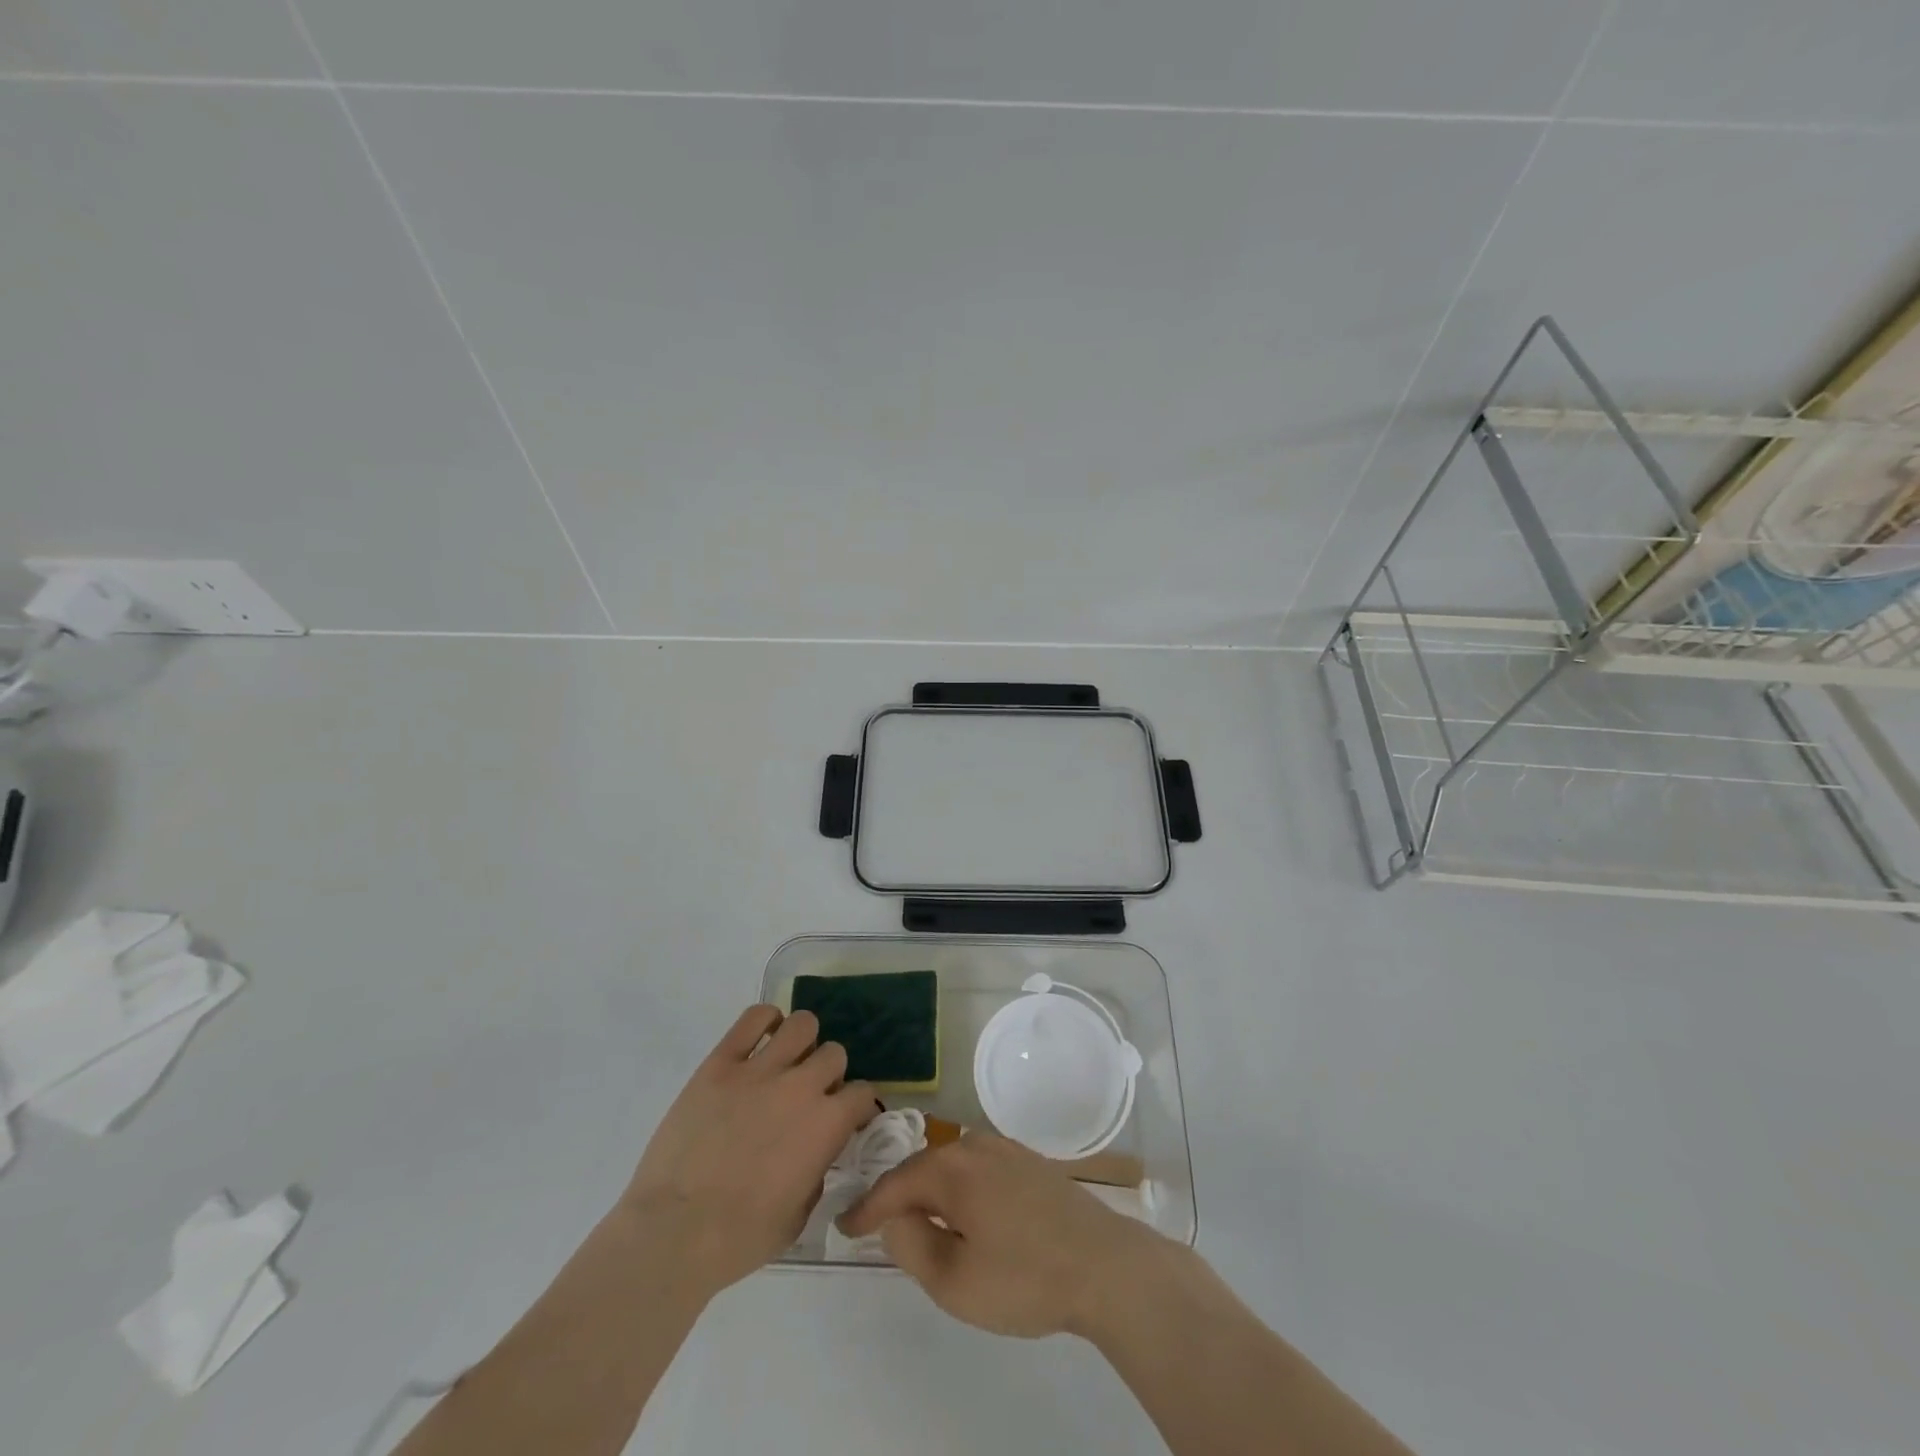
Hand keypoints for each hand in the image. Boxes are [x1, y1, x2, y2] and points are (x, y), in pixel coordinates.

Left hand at [622, 1005, 877, 1298]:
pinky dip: (764, 1021)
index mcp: (826, 1125)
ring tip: (787, 1062)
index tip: (845, 1119)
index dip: (856, 1107)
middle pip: (834, 1053)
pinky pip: (753, 1018)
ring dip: (802, 1042)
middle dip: (828, 1074)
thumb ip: (818, 1171)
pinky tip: (762, 1039)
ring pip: (802, 1025)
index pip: (863, 1093)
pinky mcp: (721, 1063)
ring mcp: (760, 1070)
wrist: (673, 1233)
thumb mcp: (799, 1217)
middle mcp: (801, 1086)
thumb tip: (817, 1150)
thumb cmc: (740, 1238)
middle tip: (809, 1095)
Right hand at [836, 1130, 1173, 1338]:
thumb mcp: (954, 1281)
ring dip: (930, 1190)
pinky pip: (977, 1168)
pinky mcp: (1029, 1161)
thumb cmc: (1025, 1277)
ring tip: (916, 1219)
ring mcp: (1006, 1149)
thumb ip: (912, 1246)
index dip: (866, 1208)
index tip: (844, 1227)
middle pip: (923, 1167)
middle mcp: (975, 1145)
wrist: (1105, 1264)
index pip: (894, 1184)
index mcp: (951, 1168)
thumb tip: (893, 1218)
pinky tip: (964, 1211)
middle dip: (897, 1194)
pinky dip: (959, 1187)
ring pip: (952, 1165)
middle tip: (876, 1224)